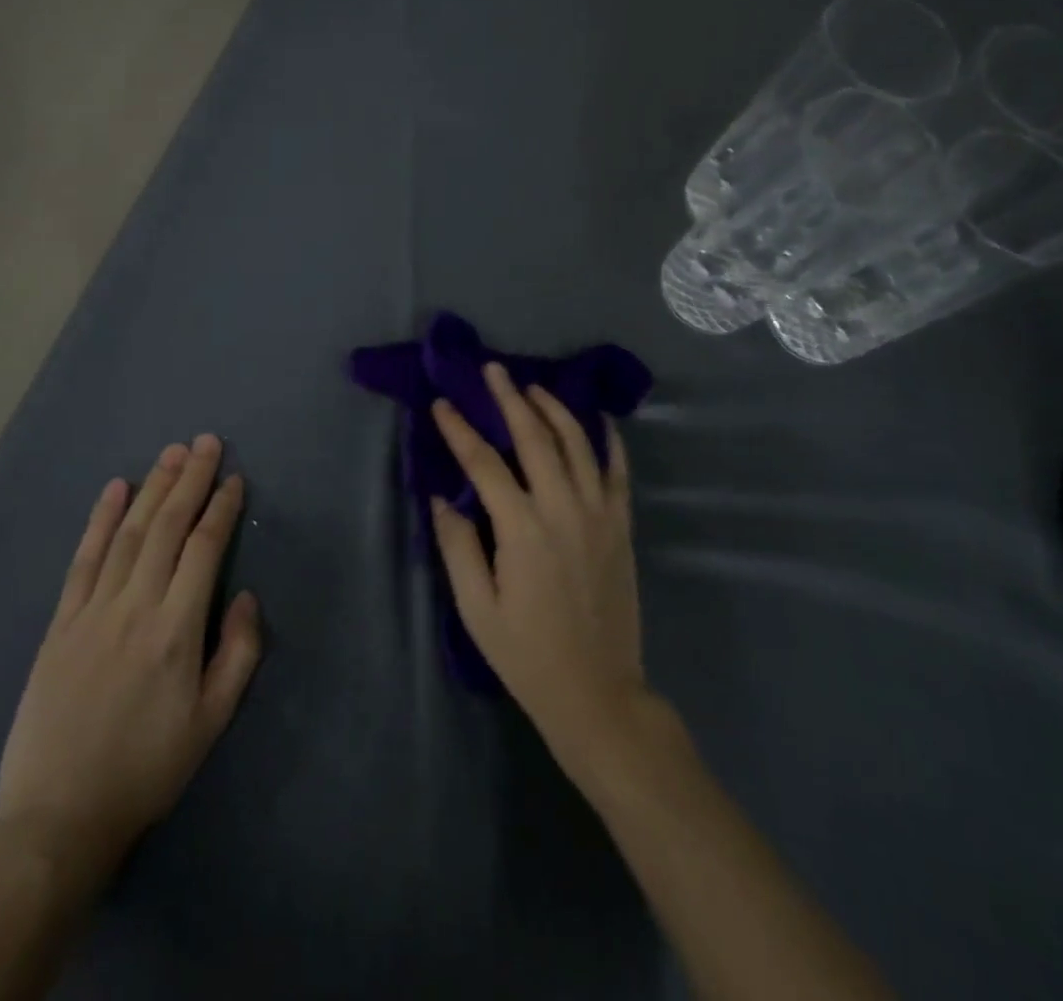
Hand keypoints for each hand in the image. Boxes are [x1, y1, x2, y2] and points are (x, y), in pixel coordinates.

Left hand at [0, 436, 261, 879]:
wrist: (59, 818)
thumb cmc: (147, 769)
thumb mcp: (211, 723)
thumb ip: (238, 654)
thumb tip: (246, 596)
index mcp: (176, 630)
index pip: (204, 549)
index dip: (221, 509)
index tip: (234, 480)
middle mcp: (135, 607)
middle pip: (167, 527)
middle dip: (189, 479)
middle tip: (206, 442)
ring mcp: (92, 611)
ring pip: (128, 534)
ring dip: (151, 488)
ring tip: (171, 453)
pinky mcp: (60, 623)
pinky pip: (83, 560)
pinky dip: (99, 521)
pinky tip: (113, 490)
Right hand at [430, 364, 648, 763]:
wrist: (597, 692)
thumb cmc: (527, 654)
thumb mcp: (476, 608)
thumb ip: (457, 547)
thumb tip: (441, 497)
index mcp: (522, 529)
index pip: (484, 464)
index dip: (460, 430)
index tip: (441, 404)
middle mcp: (563, 508)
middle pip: (535, 437)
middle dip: (510, 399)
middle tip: (493, 370)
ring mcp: (599, 513)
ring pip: (578, 443)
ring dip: (554, 408)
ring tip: (533, 387)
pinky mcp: (621, 525)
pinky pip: (618, 470)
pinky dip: (608, 439)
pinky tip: (598, 418)